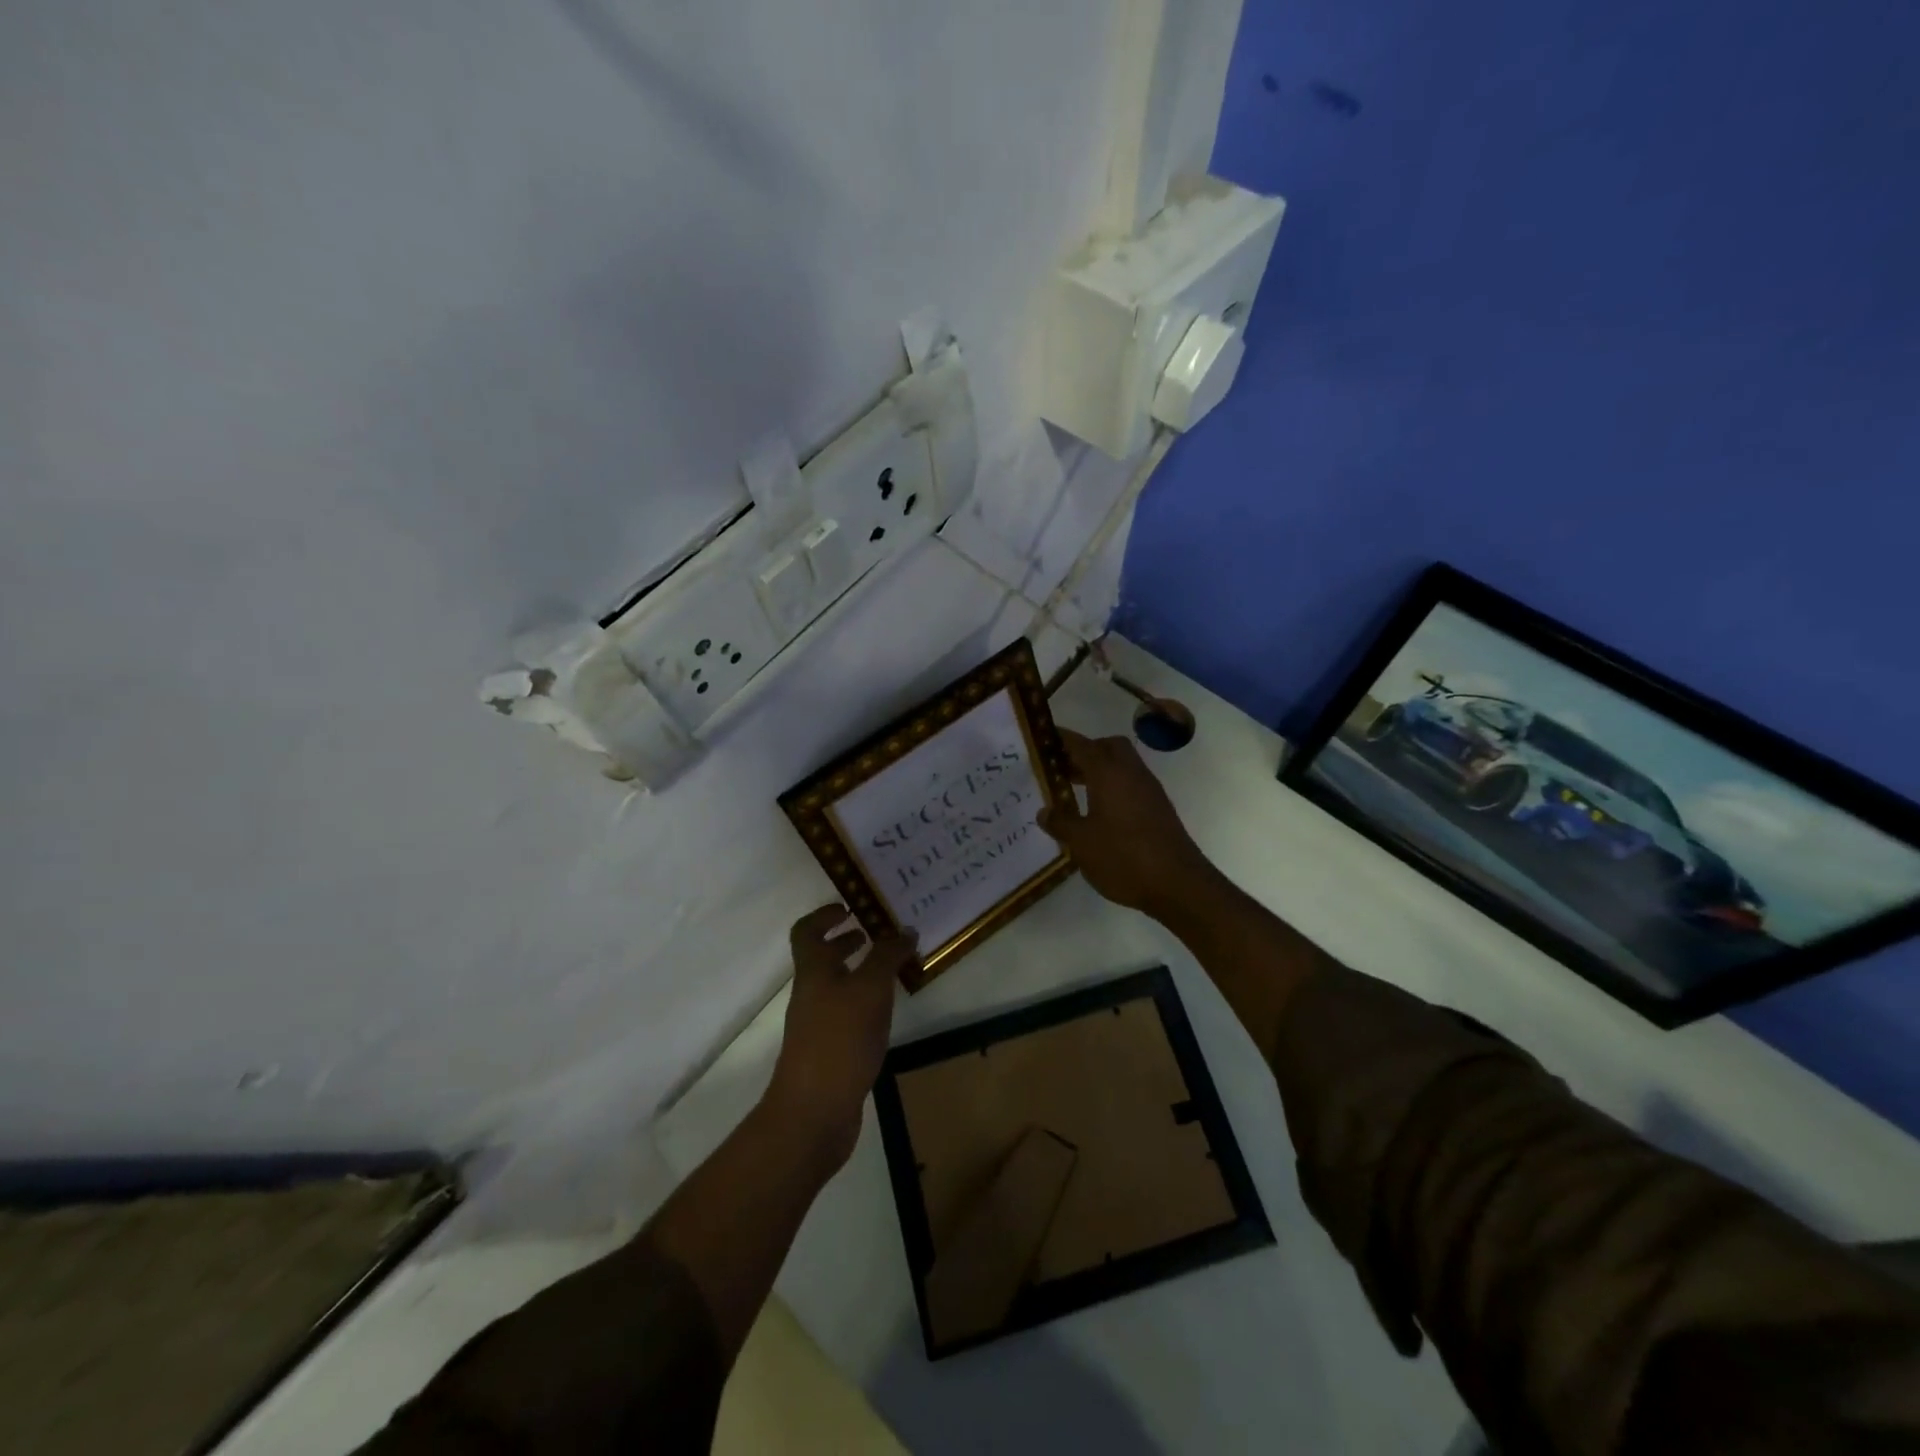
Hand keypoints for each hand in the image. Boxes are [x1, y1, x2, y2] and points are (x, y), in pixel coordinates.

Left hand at [764, 904, 918, 1169]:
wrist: (814, 1113)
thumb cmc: (839, 1040)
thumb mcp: (870, 989)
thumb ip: (887, 956)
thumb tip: (905, 930)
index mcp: (813, 972)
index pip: (806, 931)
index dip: (824, 915)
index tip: (850, 907)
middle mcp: (811, 994)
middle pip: (821, 958)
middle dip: (846, 942)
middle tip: (878, 934)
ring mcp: (818, 1026)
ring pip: (837, 987)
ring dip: (860, 973)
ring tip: (893, 971)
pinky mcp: (830, 1052)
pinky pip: (847, 1014)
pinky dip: (865, 1004)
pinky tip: (888, 1013)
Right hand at [1038, 728, 1213, 918]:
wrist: (1178, 884)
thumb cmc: (1123, 857)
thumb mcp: (1081, 843)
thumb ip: (1061, 822)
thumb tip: (1044, 811)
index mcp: (1108, 773)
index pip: (1081, 744)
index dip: (1060, 739)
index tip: (1041, 739)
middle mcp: (1131, 772)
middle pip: (1107, 747)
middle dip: (1085, 751)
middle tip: (1061, 768)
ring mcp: (1149, 789)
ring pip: (1122, 765)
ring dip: (1100, 770)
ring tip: (1074, 790)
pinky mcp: (1159, 807)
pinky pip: (1131, 783)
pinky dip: (1113, 786)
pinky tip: (1099, 812)